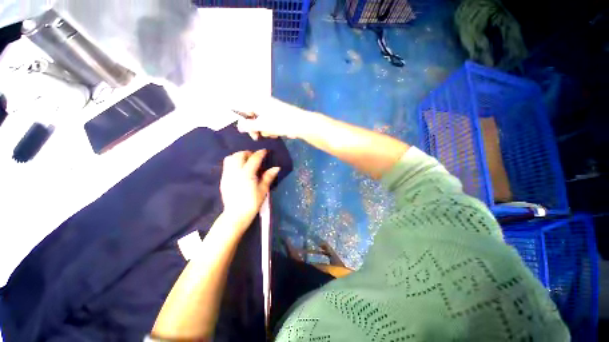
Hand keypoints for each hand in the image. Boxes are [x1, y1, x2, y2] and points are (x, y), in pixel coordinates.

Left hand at [220, 150, 279, 232]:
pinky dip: (234, 162)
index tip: (265, 151)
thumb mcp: (263, 190)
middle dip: (248, 153)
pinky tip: (240, 169)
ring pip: (231, 158)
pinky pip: (227, 165)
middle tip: (255, 157)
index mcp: (247, 174)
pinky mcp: (223, 179)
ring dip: (239, 156)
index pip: (254, 159)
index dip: (260, 153)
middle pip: (239, 155)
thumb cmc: (252, 203)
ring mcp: (227, 175)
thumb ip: (268, 177)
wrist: (236, 215)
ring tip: (246, 161)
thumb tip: (277, 168)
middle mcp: (235, 171)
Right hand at [236, 97, 313, 140]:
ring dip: (265, 130)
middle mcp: (263, 102)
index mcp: (257, 101)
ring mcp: (272, 108)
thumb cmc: (280, 123)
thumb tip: (239, 126)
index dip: (244, 123)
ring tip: (273, 134)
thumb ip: (248, 126)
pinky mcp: (279, 114)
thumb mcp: (262, 125)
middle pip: (252, 116)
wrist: (301, 123)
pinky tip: (278, 133)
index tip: (249, 133)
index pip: (242, 109)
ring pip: (261, 121)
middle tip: (259, 138)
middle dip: (256, 128)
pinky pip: (270, 122)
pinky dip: (272, 128)